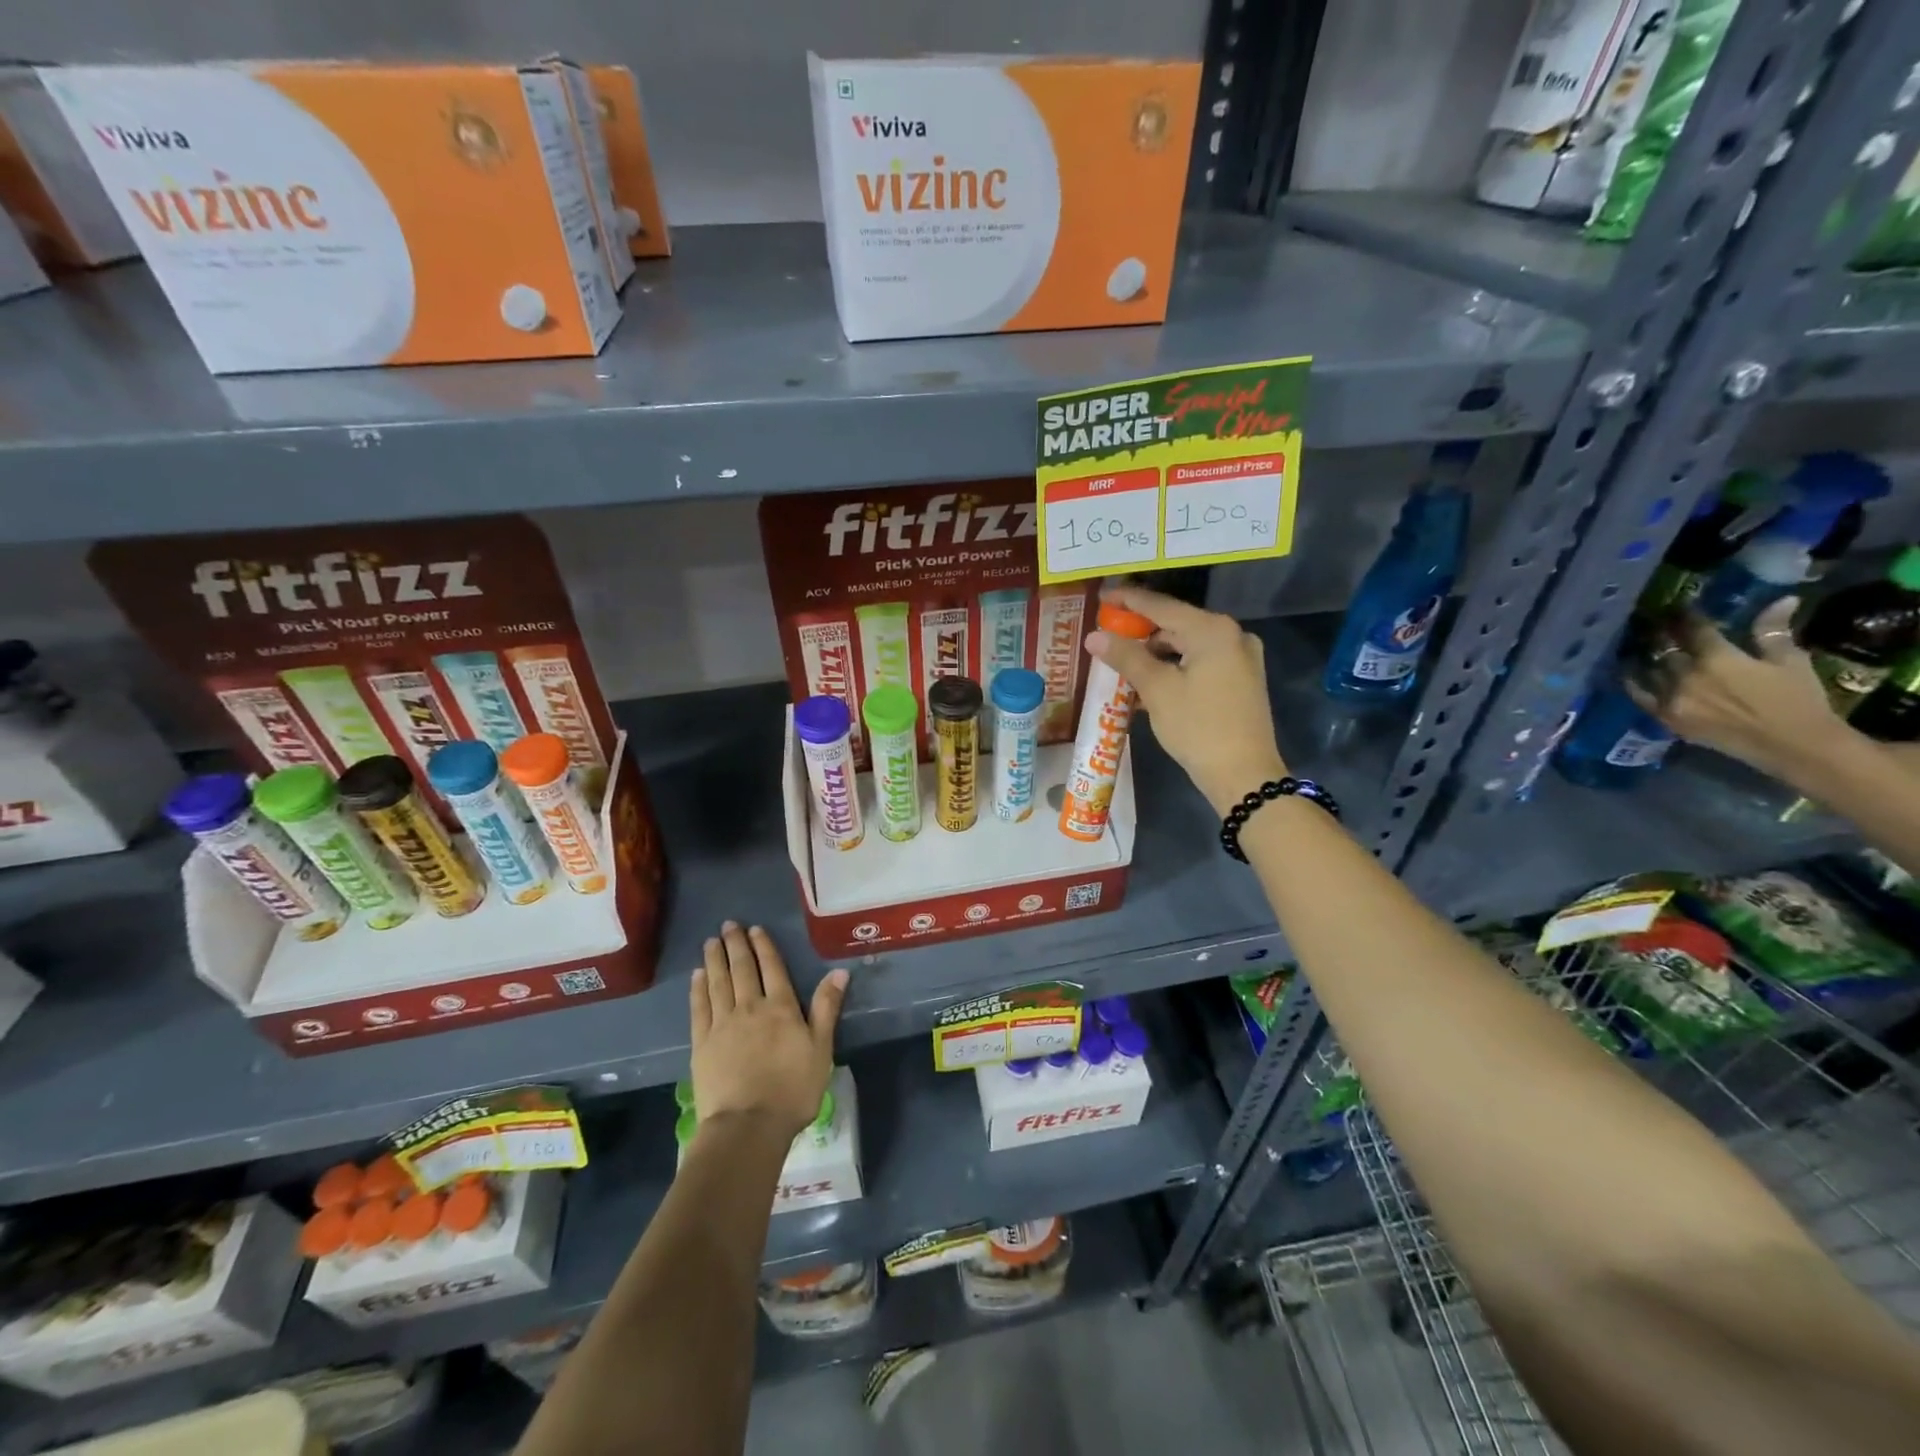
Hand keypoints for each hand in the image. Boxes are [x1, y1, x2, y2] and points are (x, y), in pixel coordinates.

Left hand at [689, 922, 847, 1142]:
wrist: (747, 1126)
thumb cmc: (792, 1090)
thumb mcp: (821, 1049)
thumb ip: (826, 1008)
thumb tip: (839, 972)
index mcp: (781, 1008)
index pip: (772, 968)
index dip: (763, 947)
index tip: (754, 929)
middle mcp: (750, 1007)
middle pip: (742, 969)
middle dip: (735, 945)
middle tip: (728, 925)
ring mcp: (722, 1024)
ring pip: (718, 983)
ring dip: (715, 960)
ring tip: (711, 942)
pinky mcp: (701, 1044)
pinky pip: (699, 1008)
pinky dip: (698, 988)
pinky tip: (698, 976)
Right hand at [1087, 585, 1287, 813]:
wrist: (1243, 775)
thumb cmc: (1198, 727)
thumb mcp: (1157, 690)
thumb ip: (1126, 657)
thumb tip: (1094, 636)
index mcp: (1212, 630)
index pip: (1160, 606)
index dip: (1127, 601)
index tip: (1101, 598)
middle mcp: (1231, 635)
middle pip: (1176, 623)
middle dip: (1140, 630)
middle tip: (1107, 634)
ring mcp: (1240, 658)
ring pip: (1187, 644)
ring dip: (1155, 651)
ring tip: (1122, 660)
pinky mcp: (1241, 679)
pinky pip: (1200, 661)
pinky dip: (1174, 666)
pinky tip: (1150, 679)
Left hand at [1625, 599, 1850, 781]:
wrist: (1792, 746)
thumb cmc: (1797, 700)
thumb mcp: (1790, 661)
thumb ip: (1772, 631)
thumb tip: (1782, 599)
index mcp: (1717, 659)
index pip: (1693, 629)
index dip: (1685, 615)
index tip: (1677, 606)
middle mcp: (1686, 677)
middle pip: (1666, 649)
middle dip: (1663, 634)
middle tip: (1656, 623)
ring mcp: (1671, 699)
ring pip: (1650, 669)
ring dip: (1647, 655)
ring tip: (1643, 643)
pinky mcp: (1665, 718)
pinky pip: (1639, 696)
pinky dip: (1632, 681)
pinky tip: (1628, 670)